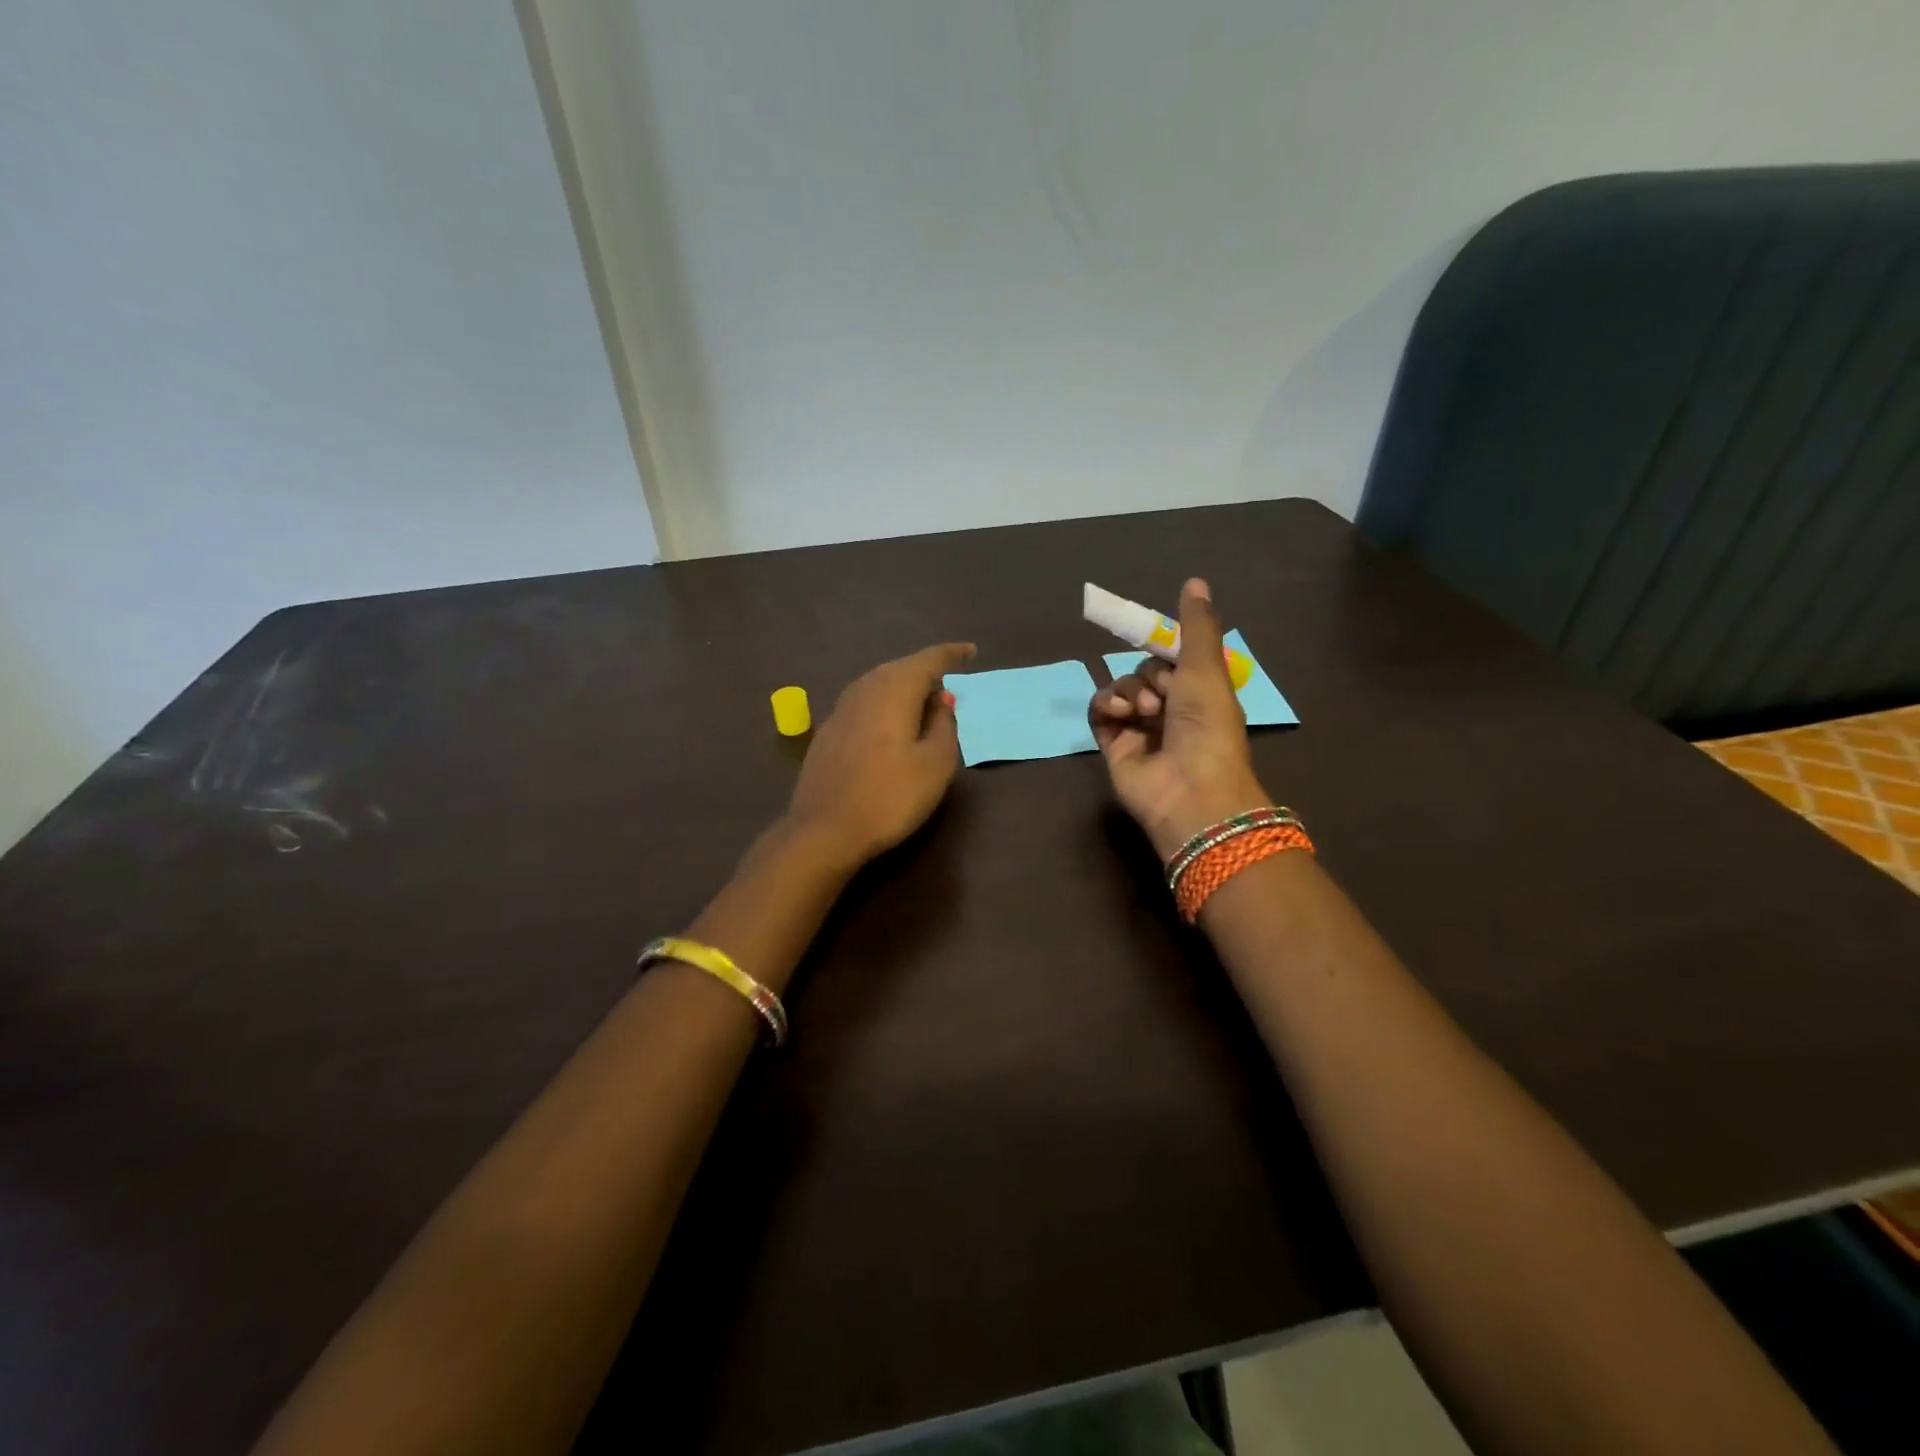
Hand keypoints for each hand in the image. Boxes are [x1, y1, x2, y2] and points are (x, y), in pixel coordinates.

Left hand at [786, 643, 976, 869]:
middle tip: (949, 680)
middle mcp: (864, 689)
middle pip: (900, 668)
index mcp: (894, 690)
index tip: (971, 651)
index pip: (928, 660)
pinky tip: (890, 723)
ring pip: (879, 684)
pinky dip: (885, 704)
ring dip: (903, 686)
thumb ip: (944, 725)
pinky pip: (865, 703)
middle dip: (926, 670)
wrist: (824, 830)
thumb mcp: (935, 764)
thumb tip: (941, 700)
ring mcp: (841, 710)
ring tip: (923, 699)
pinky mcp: (828, 732)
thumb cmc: (890, 797)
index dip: (952, 654)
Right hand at [1088, 579, 1269, 859]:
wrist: (1190, 789)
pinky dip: (1104, 706)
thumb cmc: (1207, 726)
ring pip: (1120, 689)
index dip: (1166, 652)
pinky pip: (1099, 712)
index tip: (1160, 644)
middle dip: (1150, 677)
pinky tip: (1117, 713)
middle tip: (1163, 696)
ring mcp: (1140, 729)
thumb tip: (1195, 580)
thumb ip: (1197, 626)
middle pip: (1144, 671)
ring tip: (1143, 711)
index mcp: (1200, 693)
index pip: (1173, 659)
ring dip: (1128, 691)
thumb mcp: (1206, 668)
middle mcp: (1171, 710)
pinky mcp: (1114, 746)